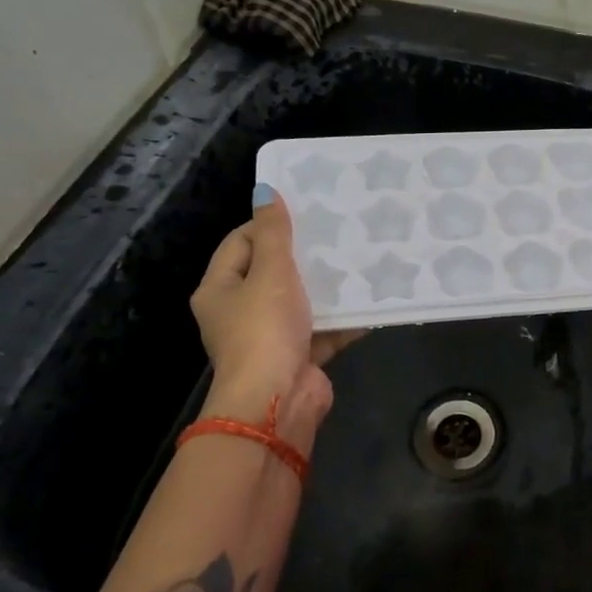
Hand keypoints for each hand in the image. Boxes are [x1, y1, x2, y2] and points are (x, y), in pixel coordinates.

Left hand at [189, 186, 360, 454]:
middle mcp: (240, 312)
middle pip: (272, 272)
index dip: (267, 225)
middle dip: (304, 255)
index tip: (304, 212)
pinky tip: (371, 299)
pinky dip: (343, 318)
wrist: (278, 401)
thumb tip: (265, 190)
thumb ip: (274, 233)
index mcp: (219, 289)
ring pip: (301, 301)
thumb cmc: (265, 329)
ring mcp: (270, 337)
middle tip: (336, 230)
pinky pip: (323, 328)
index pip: (239, 243)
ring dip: (327, 286)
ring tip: (358, 258)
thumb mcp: (271, 272)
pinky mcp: (299, 356)